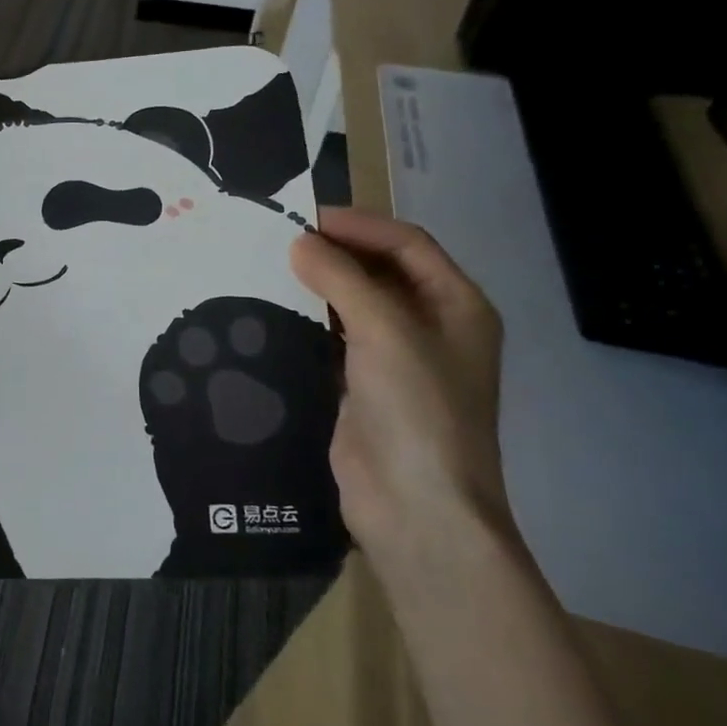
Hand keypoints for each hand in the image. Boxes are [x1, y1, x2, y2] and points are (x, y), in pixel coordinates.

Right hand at [290, 209, 512, 570]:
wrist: (415, 506)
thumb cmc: (417, 409)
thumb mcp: (385, 330)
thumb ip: (341, 278)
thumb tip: (299, 242)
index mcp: (457, 306)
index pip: (407, 244)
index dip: (359, 225)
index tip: (303, 219)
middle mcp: (430, 326)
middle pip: (381, 270)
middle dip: (335, 251)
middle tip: (279, 240)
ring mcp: (396, 359)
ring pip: (353, 303)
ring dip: (318, 285)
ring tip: (269, 268)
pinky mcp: (361, 385)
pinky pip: (333, 338)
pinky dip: (307, 319)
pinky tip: (272, 312)